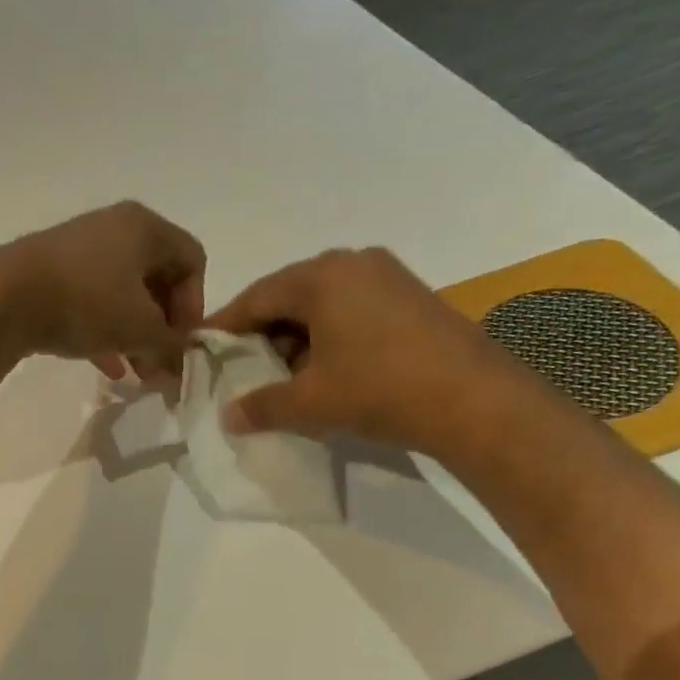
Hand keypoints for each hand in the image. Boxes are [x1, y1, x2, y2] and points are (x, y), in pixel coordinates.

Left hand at [0, 201, 206, 379]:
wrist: (4, 299)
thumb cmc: (86, 303)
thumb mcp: (140, 330)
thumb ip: (171, 349)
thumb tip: (181, 371)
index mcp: (145, 227)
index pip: (192, 260)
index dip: (195, 305)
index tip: (180, 342)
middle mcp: (115, 229)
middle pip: (158, 279)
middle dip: (164, 327)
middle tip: (161, 365)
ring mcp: (81, 250)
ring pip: (125, 295)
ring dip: (137, 335)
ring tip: (139, 374)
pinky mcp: (53, 274)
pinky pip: (93, 303)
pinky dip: (107, 332)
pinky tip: (110, 370)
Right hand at [206, 247, 522, 454]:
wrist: (474, 399)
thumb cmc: (379, 389)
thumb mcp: (310, 402)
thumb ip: (262, 406)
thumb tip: (228, 416)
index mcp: (321, 276)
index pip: (256, 297)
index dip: (226, 325)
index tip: (204, 347)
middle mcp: (353, 263)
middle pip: (290, 296)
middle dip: (263, 333)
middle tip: (244, 368)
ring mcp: (388, 277)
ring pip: (323, 304)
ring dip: (298, 338)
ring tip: (286, 377)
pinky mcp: (412, 298)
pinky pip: (353, 310)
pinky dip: (330, 337)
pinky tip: (328, 371)